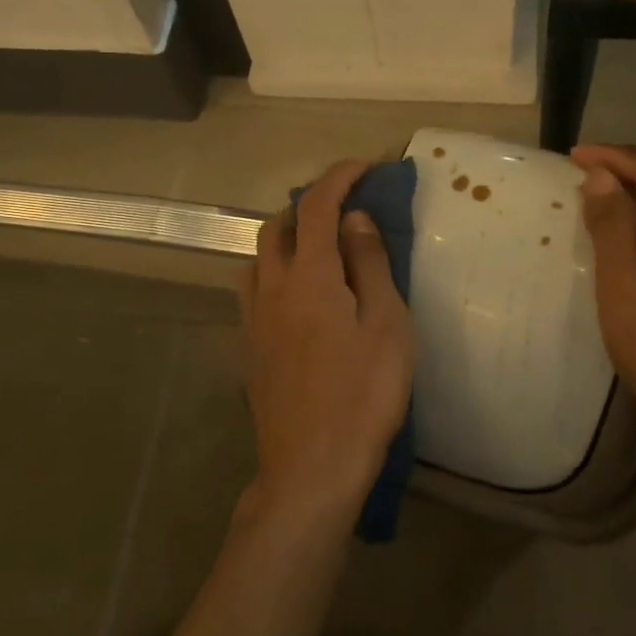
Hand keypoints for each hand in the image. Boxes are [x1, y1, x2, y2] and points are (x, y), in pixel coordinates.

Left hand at [240, 159, 415, 530]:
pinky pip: (254, 288)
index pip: (317, 206)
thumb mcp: (386, 324)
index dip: (340, 177)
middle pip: (277, 226)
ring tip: (319, 247)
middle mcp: (270, 288)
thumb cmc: (363, 394)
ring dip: (286, 236)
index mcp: (308, 276)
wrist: (311, 468)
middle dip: (308, 204)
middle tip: (345, 208)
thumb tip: (354, 219)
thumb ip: (368, 264)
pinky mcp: (249, 348)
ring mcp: (253, 320)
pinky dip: (275, 270)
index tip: (366, 167)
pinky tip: (298, 295)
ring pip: (258, 257)